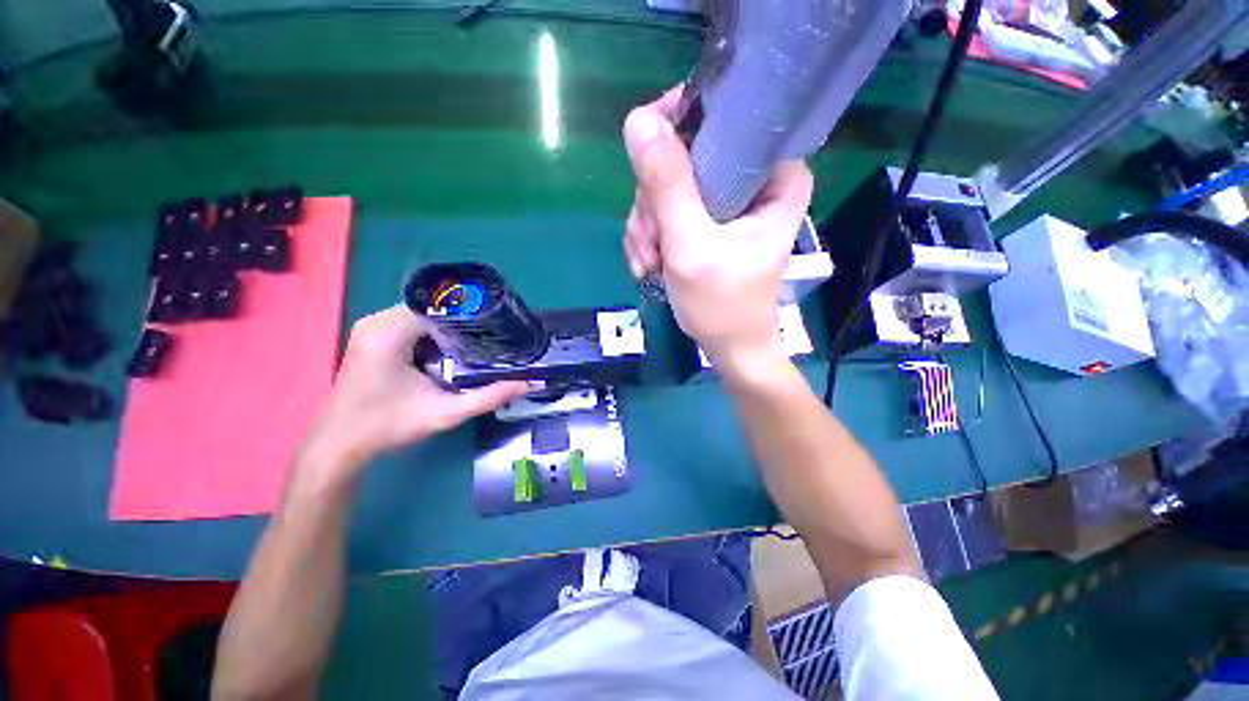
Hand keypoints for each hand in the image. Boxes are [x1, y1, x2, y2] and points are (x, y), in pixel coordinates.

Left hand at [295, 306, 527, 482]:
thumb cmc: (388, 427)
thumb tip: (527, 384)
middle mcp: (378, 322)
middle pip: (434, 308)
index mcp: (390, 332)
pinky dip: (436, 333)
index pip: (441, 306)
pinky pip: (412, 324)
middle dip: (465, 320)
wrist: (339, 445)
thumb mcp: (445, 413)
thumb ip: (488, 397)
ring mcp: (372, 328)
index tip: (499, 325)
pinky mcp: (372, 338)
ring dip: (451, 327)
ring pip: (424, 315)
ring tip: (481, 340)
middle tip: (495, 335)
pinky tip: (454, 350)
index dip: (473, 313)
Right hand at [622, 88, 812, 370]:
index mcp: (773, 174)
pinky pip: (665, 211)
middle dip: (655, 205)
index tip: (647, 163)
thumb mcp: (692, 246)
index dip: (677, 129)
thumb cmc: (722, 304)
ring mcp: (725, 202)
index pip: (723, 118)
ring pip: (667, 187)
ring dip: (648, 227)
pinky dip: (651, 238)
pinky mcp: (706, 221)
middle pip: (683, 157)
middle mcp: (752, 179)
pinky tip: (650, 264)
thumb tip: (639, 120)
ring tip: (649, 262)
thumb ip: (668, 186)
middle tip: (653, 244)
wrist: (728, 345)